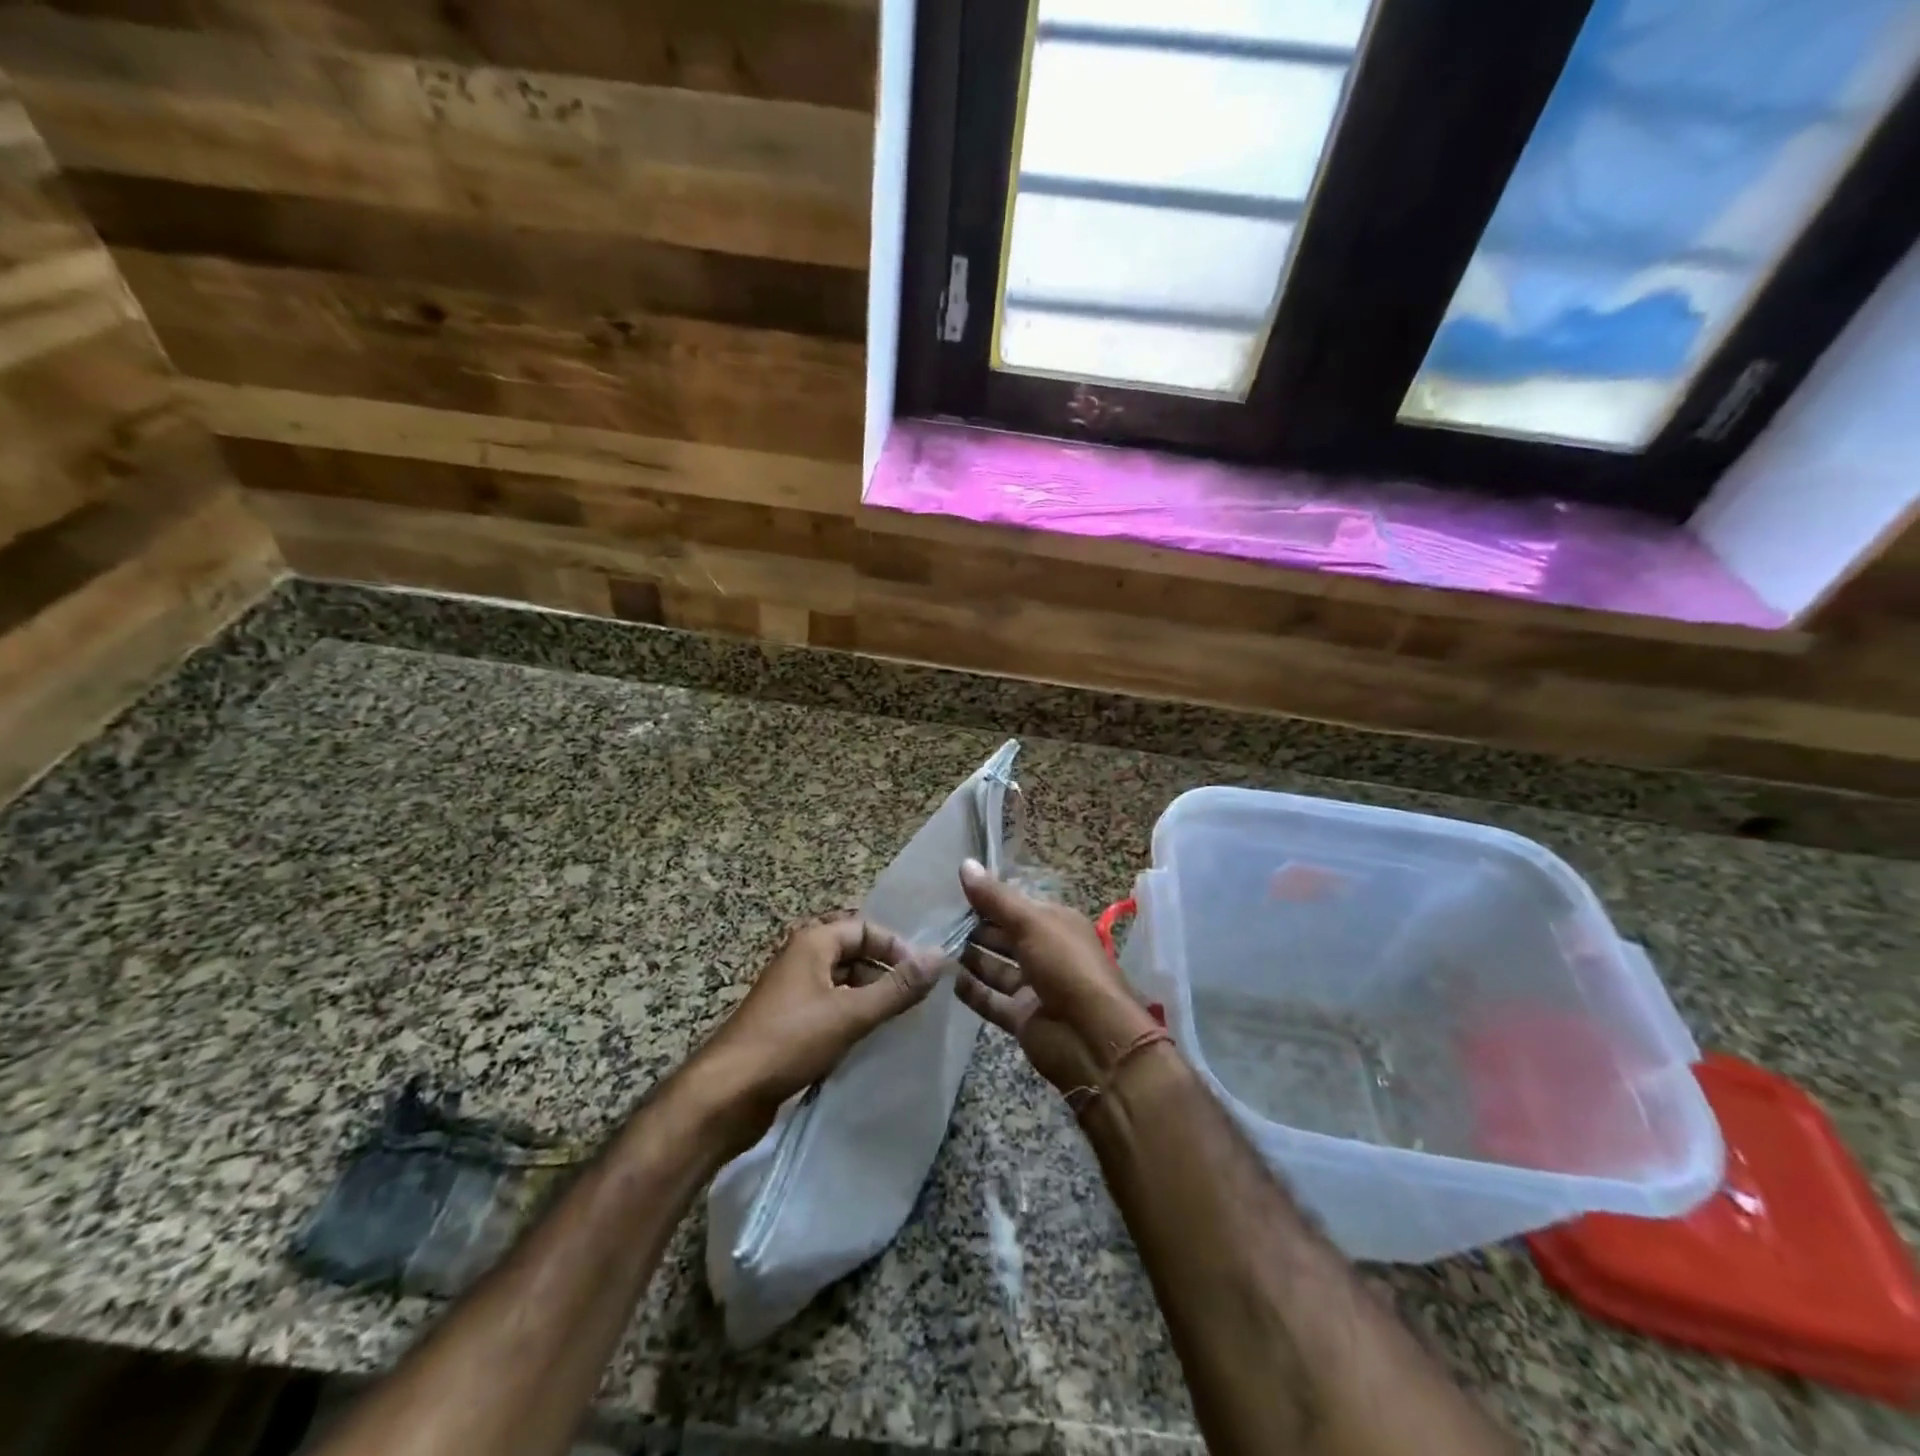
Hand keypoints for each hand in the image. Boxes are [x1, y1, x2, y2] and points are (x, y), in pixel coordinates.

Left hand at [692, 912, 938, 1127]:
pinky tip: (869, 1040)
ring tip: (899, 1021)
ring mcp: (793, 991)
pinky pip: (831, 1007)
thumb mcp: (851, 1013)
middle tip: (916, 999)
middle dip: (886, 972)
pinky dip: (852, 1016)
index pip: (866, 927)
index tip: (923, 976)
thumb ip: (897, 987)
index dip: (897, 947)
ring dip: (871, 996)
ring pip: (843, 982)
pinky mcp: (789, 1022)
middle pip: (855, 952)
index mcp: (813, 941)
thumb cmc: (789, 1041)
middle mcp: (802, 957)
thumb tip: (940, 957)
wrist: (726, 1094)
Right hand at [954, 859, 1160, 1096]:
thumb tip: (964, 863)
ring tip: (934, 945)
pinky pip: (991, 1000)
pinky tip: (946, 979)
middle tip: (935, 918)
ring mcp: (1033, 986)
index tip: (951, 889)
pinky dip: (972, 991)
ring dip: (970, 957)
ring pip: (995, 967)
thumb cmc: (1066, 967)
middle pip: (1004, 935)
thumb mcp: (1031, 923)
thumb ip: (995, 898)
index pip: (1016, 904)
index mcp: (1055, 924)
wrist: (1092, 1038)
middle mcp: (1045, 951)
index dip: (987, 897)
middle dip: (975, 927)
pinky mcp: (1021, 1017)